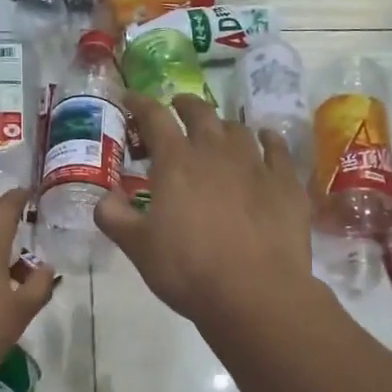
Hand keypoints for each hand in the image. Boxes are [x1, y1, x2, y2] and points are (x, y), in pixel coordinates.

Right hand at [95, 94, 314, 330]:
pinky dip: (268, 140)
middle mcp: (215, 152)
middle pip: (200, 113)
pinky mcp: (286, 183)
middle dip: (185, 105)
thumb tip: (105, 197)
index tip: (130, 99)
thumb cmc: (188, 270)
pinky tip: (266, 141)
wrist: (255, 292)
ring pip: (238, 129)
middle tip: (178, 108)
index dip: (140, 104)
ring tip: (218, 131)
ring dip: (223, 125)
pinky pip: (278, 149)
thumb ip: (114, 217)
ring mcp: (256, 164)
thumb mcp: (137, 248)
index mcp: (176, 162)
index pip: (154, 118)